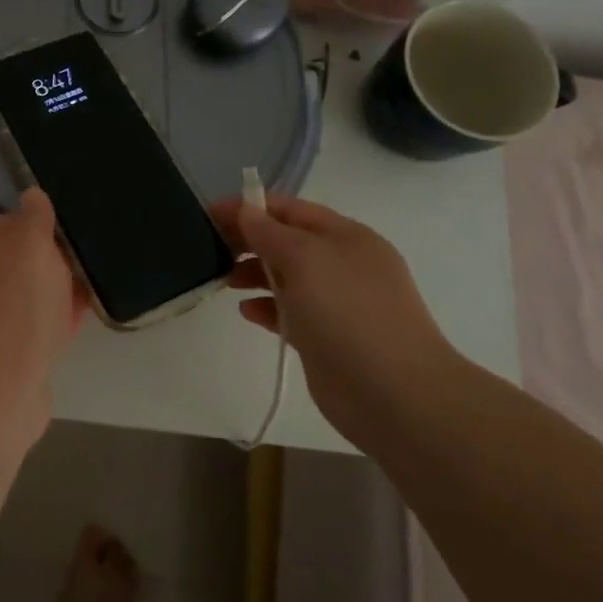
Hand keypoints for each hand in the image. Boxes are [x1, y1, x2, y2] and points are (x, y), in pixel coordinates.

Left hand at [0, 189, 87, 428]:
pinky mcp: (1, 354)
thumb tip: (32, 194)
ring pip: (30, 296)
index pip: (13, 224)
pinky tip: (79, 325)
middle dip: (55, 263)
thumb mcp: (31, 243)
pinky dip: (55, 324)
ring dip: (58, 294)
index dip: (45, 228)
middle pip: (22, 262)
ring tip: (92, 293)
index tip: (75, 236)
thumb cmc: (16, 304)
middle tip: (89, 265)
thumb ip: (34, 216)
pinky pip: (34, 328)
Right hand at [214, 194, 458, 441]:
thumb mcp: (304, 258)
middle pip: (286, 241)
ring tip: (223, 279)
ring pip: (285, 276)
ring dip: (253, 273)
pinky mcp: (325, 337)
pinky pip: (289, 311)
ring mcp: (336, 302)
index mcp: (346, 236)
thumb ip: (269, 232)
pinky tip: (246, 311)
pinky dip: (266, 307)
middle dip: (249, 240)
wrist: (393, 394)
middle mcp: (342, 264)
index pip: (290, 209)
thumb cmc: (347, 312)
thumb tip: (246, 210)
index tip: (209, 214)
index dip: (249, 207)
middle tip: (209, 247)